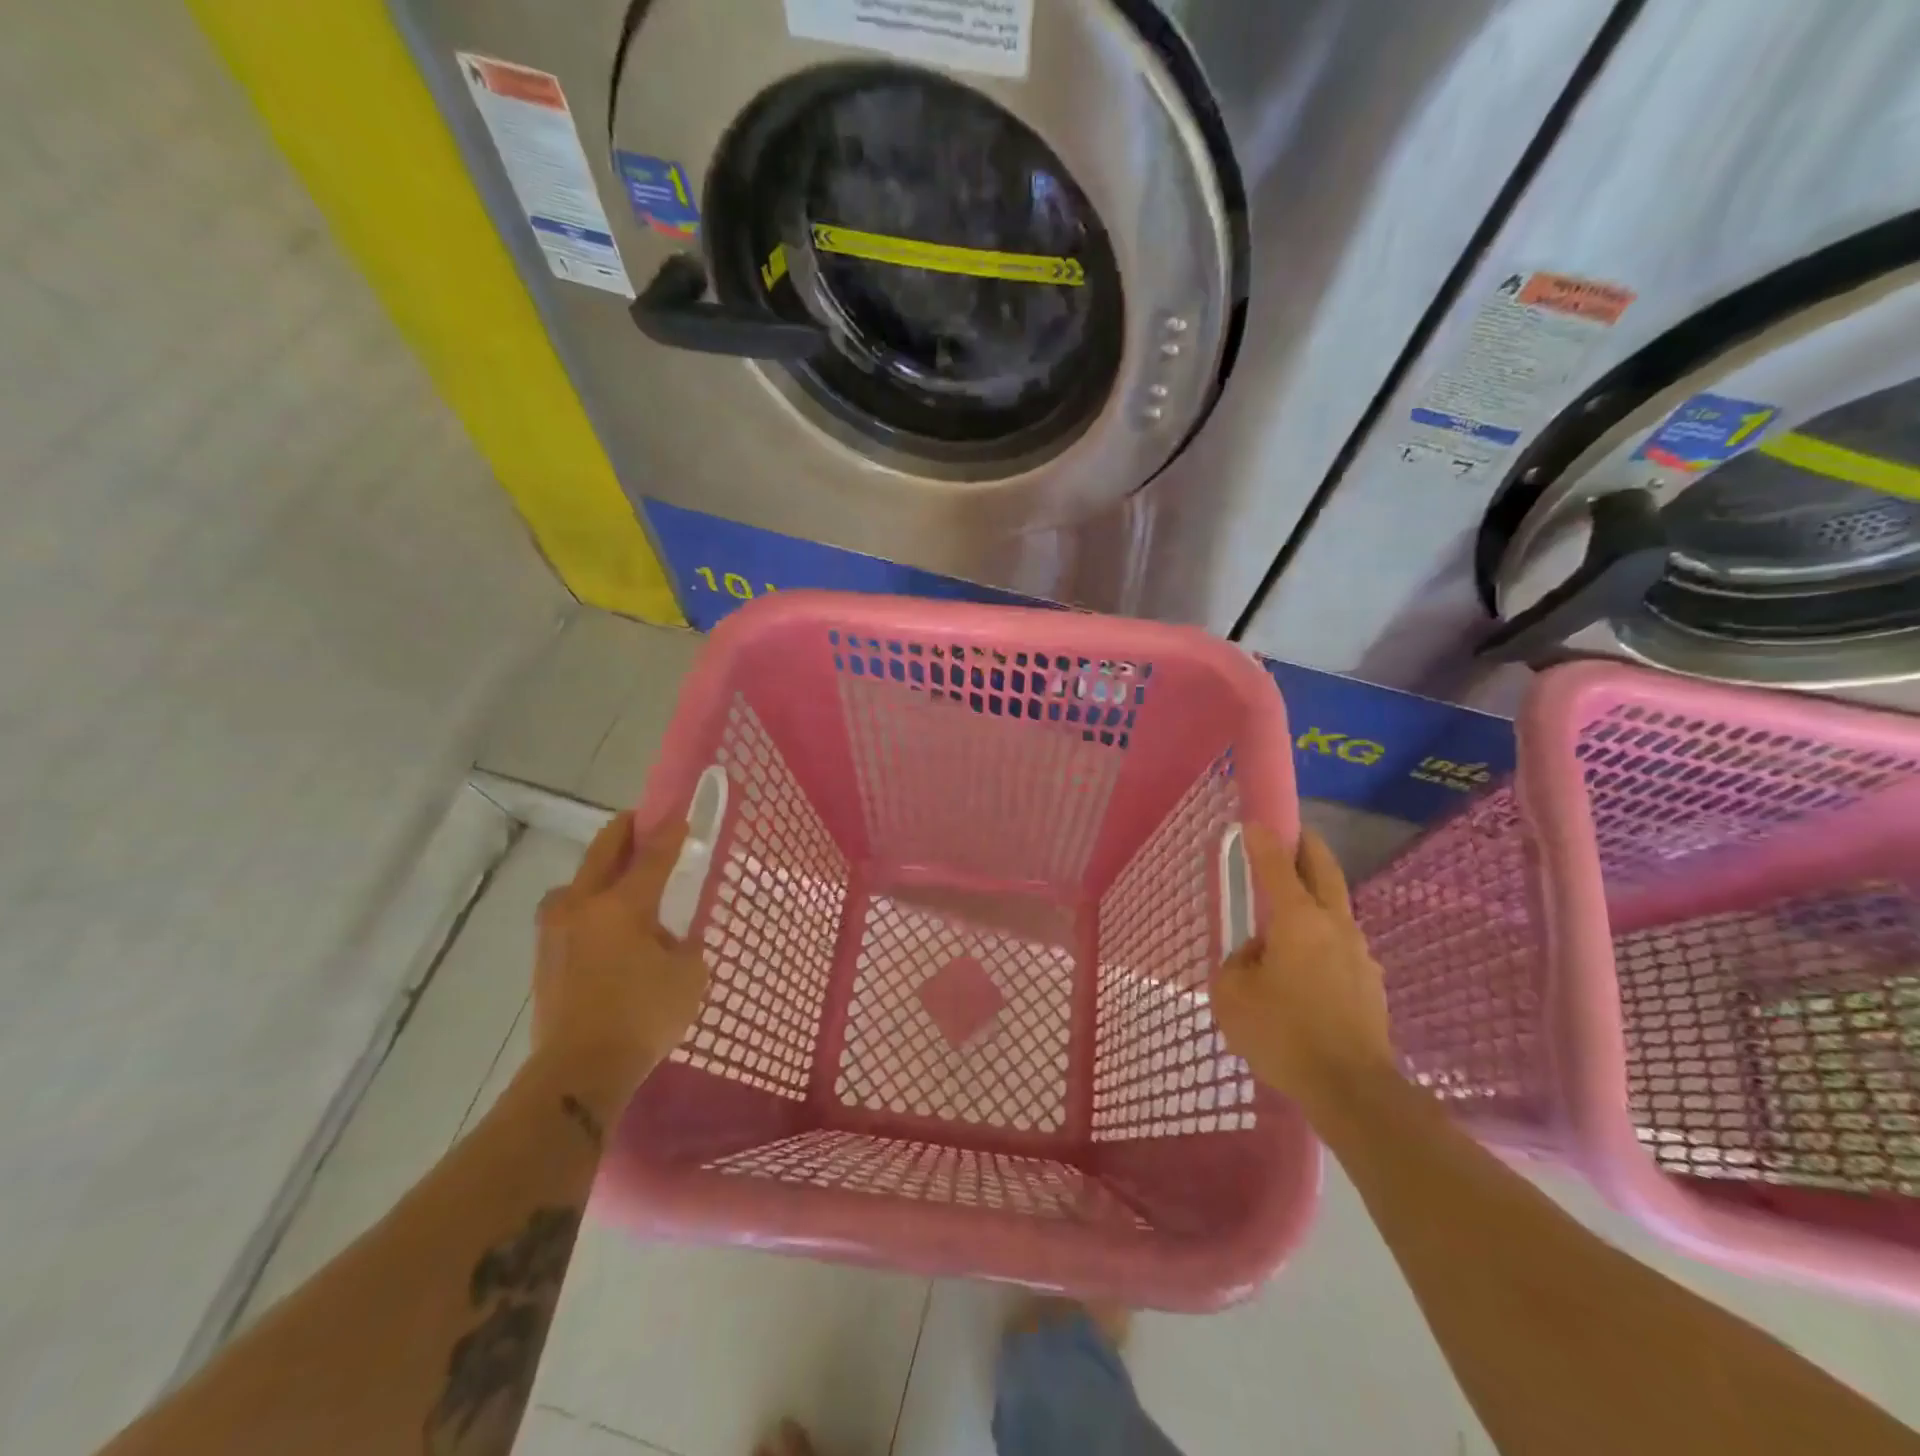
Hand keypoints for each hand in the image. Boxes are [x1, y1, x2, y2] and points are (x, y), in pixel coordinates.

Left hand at [532, 813, 707, 1096]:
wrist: (577, 1072)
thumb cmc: (642, 1017)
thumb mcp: (688, 976)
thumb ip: (686, 946)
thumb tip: (673, 939)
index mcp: (623, 904)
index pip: (653, 856)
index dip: (671, 833)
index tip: (681, 815)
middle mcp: (583, 906)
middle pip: (603, 852)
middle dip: (624, 831)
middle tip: (641, 820)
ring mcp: (556, 930)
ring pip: (575, 882)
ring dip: (596, 870)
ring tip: (616, 880)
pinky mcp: (543, 957)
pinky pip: (567, 913)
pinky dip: (585, 904)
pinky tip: (601, 924)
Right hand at [1211, 824, 1395, 1106]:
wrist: (1352, 1090)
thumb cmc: (1283, 1034)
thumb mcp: (1233, 996)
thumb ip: (1237, 964)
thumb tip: (1256, 956)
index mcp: (1297, 920)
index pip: (1277, 866)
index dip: (1263, 841)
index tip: (1253, 822)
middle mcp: (1334, 926)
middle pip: (1324, 872)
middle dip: (1308, 847)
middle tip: (1294, 835)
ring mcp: (1359, 954)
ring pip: (1335, 910)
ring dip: (1315, 898)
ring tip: (1289, 915)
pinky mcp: (1370, 983)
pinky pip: (1340, 946)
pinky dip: (1322, 939)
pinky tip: (1306, 966)